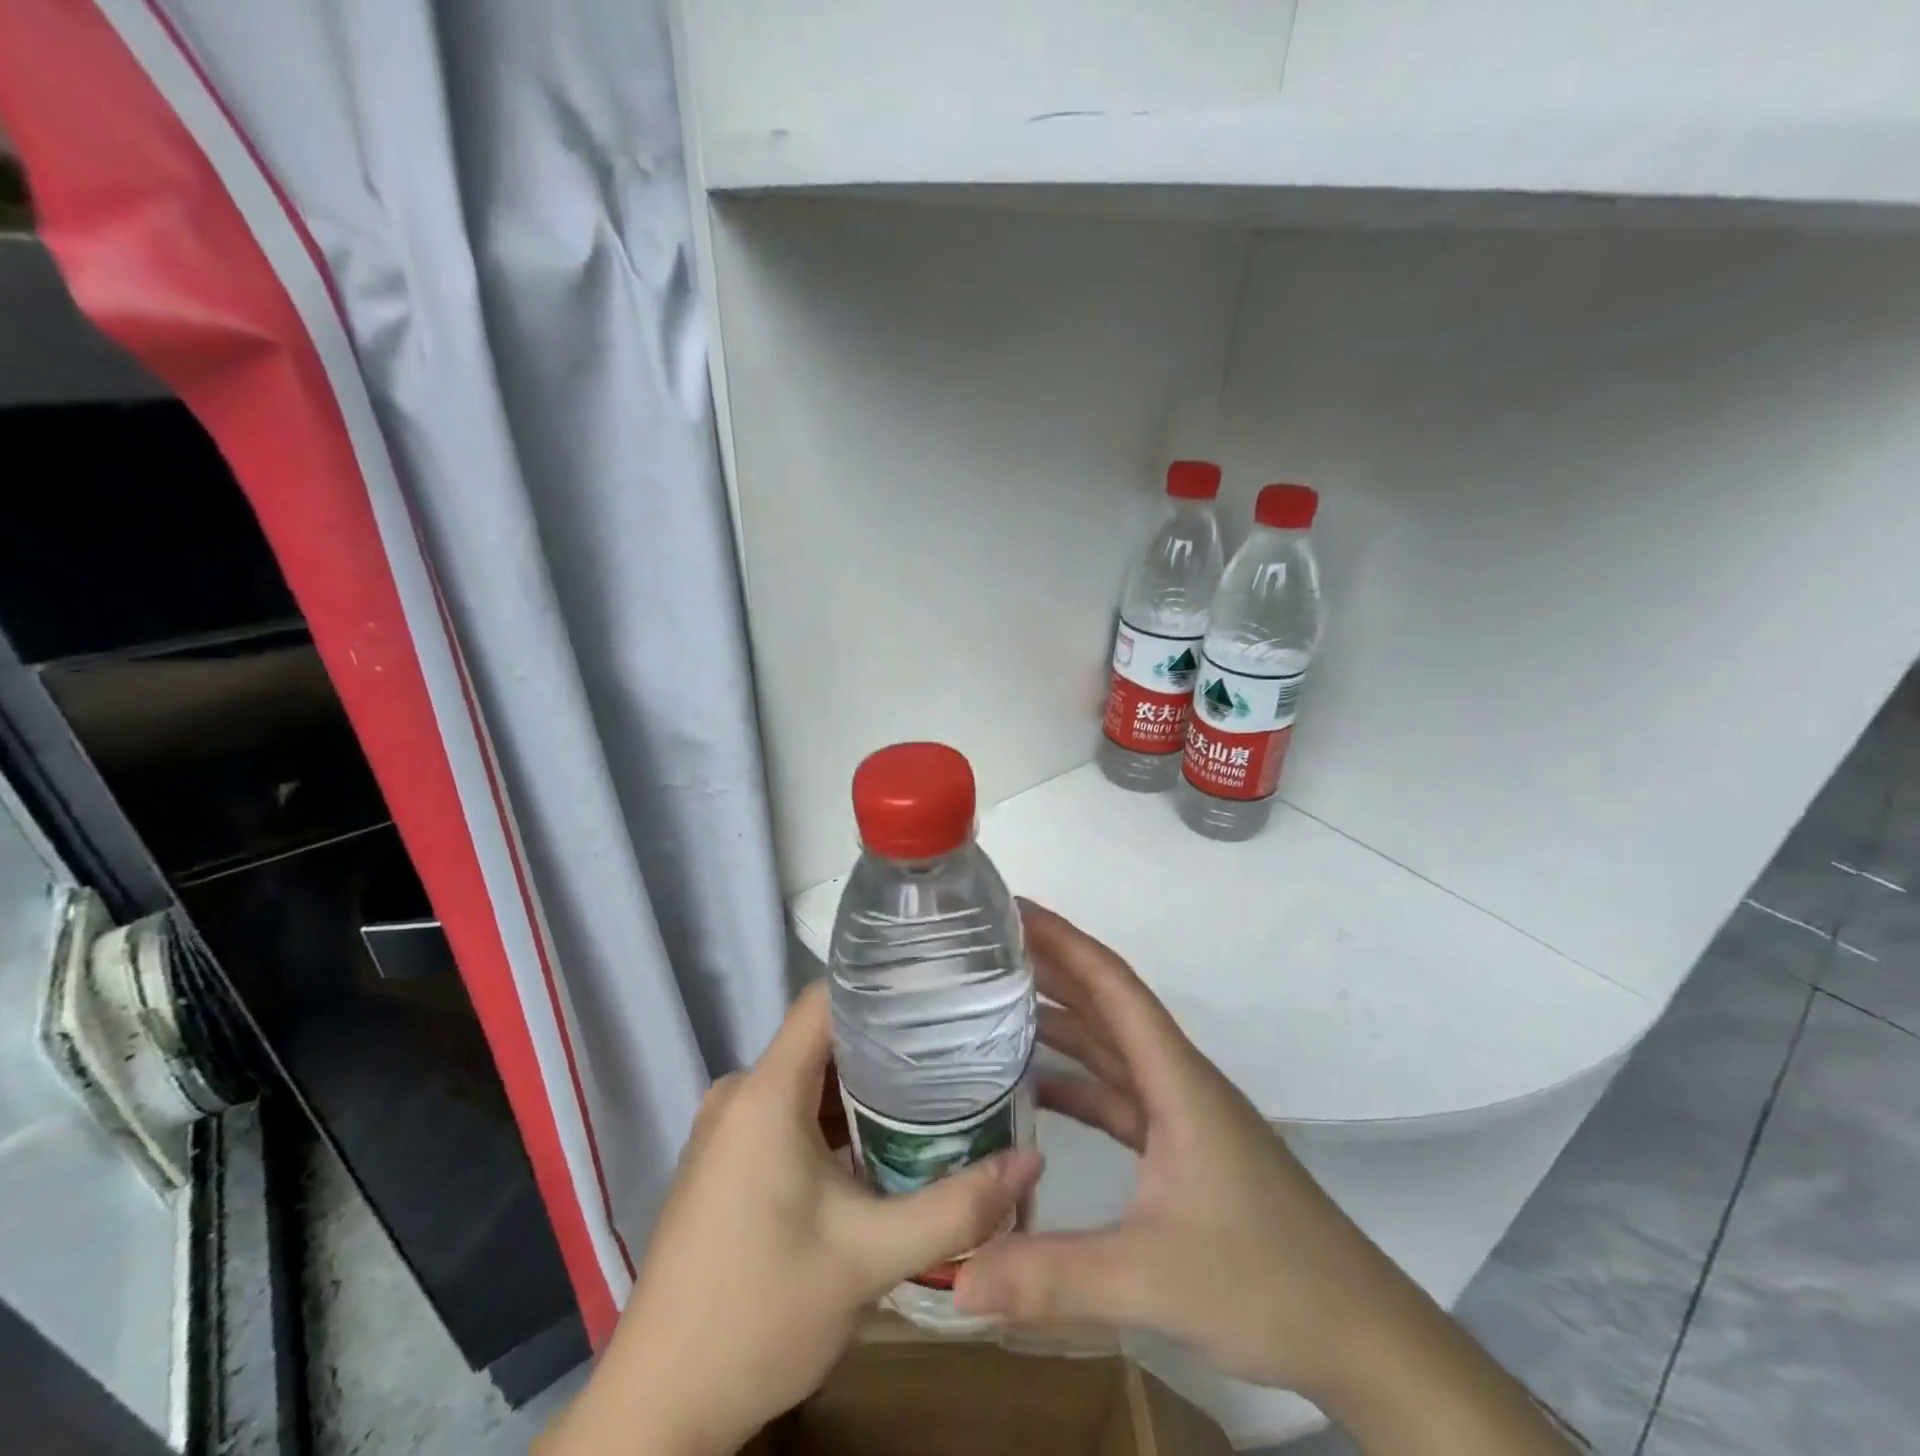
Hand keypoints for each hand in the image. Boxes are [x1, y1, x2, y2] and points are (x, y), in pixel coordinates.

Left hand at [542, 982, 1042, 1455]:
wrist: (659, 1408)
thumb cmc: (761, 1314)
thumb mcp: (870, 1259)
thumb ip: (956, 1207)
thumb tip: (1033, 1161)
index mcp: (765, 1092)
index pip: (827, 999)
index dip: (883, 986)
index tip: (942, 991)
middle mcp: (740, 1092)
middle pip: (824, 1038)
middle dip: (890, 1043)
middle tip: (958, 1049)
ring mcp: (727, 1127)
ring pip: (809, 1079)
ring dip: (865, 1087)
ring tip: (935, 1091)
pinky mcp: (725, 1158)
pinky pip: (788, 1111)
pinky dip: (834, 1119)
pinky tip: (882, 1142)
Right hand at [953, 901, 1416, 1399]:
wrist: (1362, 1336)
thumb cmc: (1268, 1282)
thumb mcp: (1151, 1277)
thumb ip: (1051, 1276)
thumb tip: (954, 1276)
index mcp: (1177, 1078)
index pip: (1112, 985)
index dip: (1063, 939)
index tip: (1015, 909)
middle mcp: (1178, 1080)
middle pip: (1107, 1005)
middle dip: (1051, 967)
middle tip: (986, 946)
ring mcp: (1182, 1115)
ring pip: (1111, 1048)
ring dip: (1060, 1021)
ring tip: (996, 1003)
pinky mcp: (1182, 1149)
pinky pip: (1117, 1095)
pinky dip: (1075, 1082)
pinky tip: (1034, 1089)